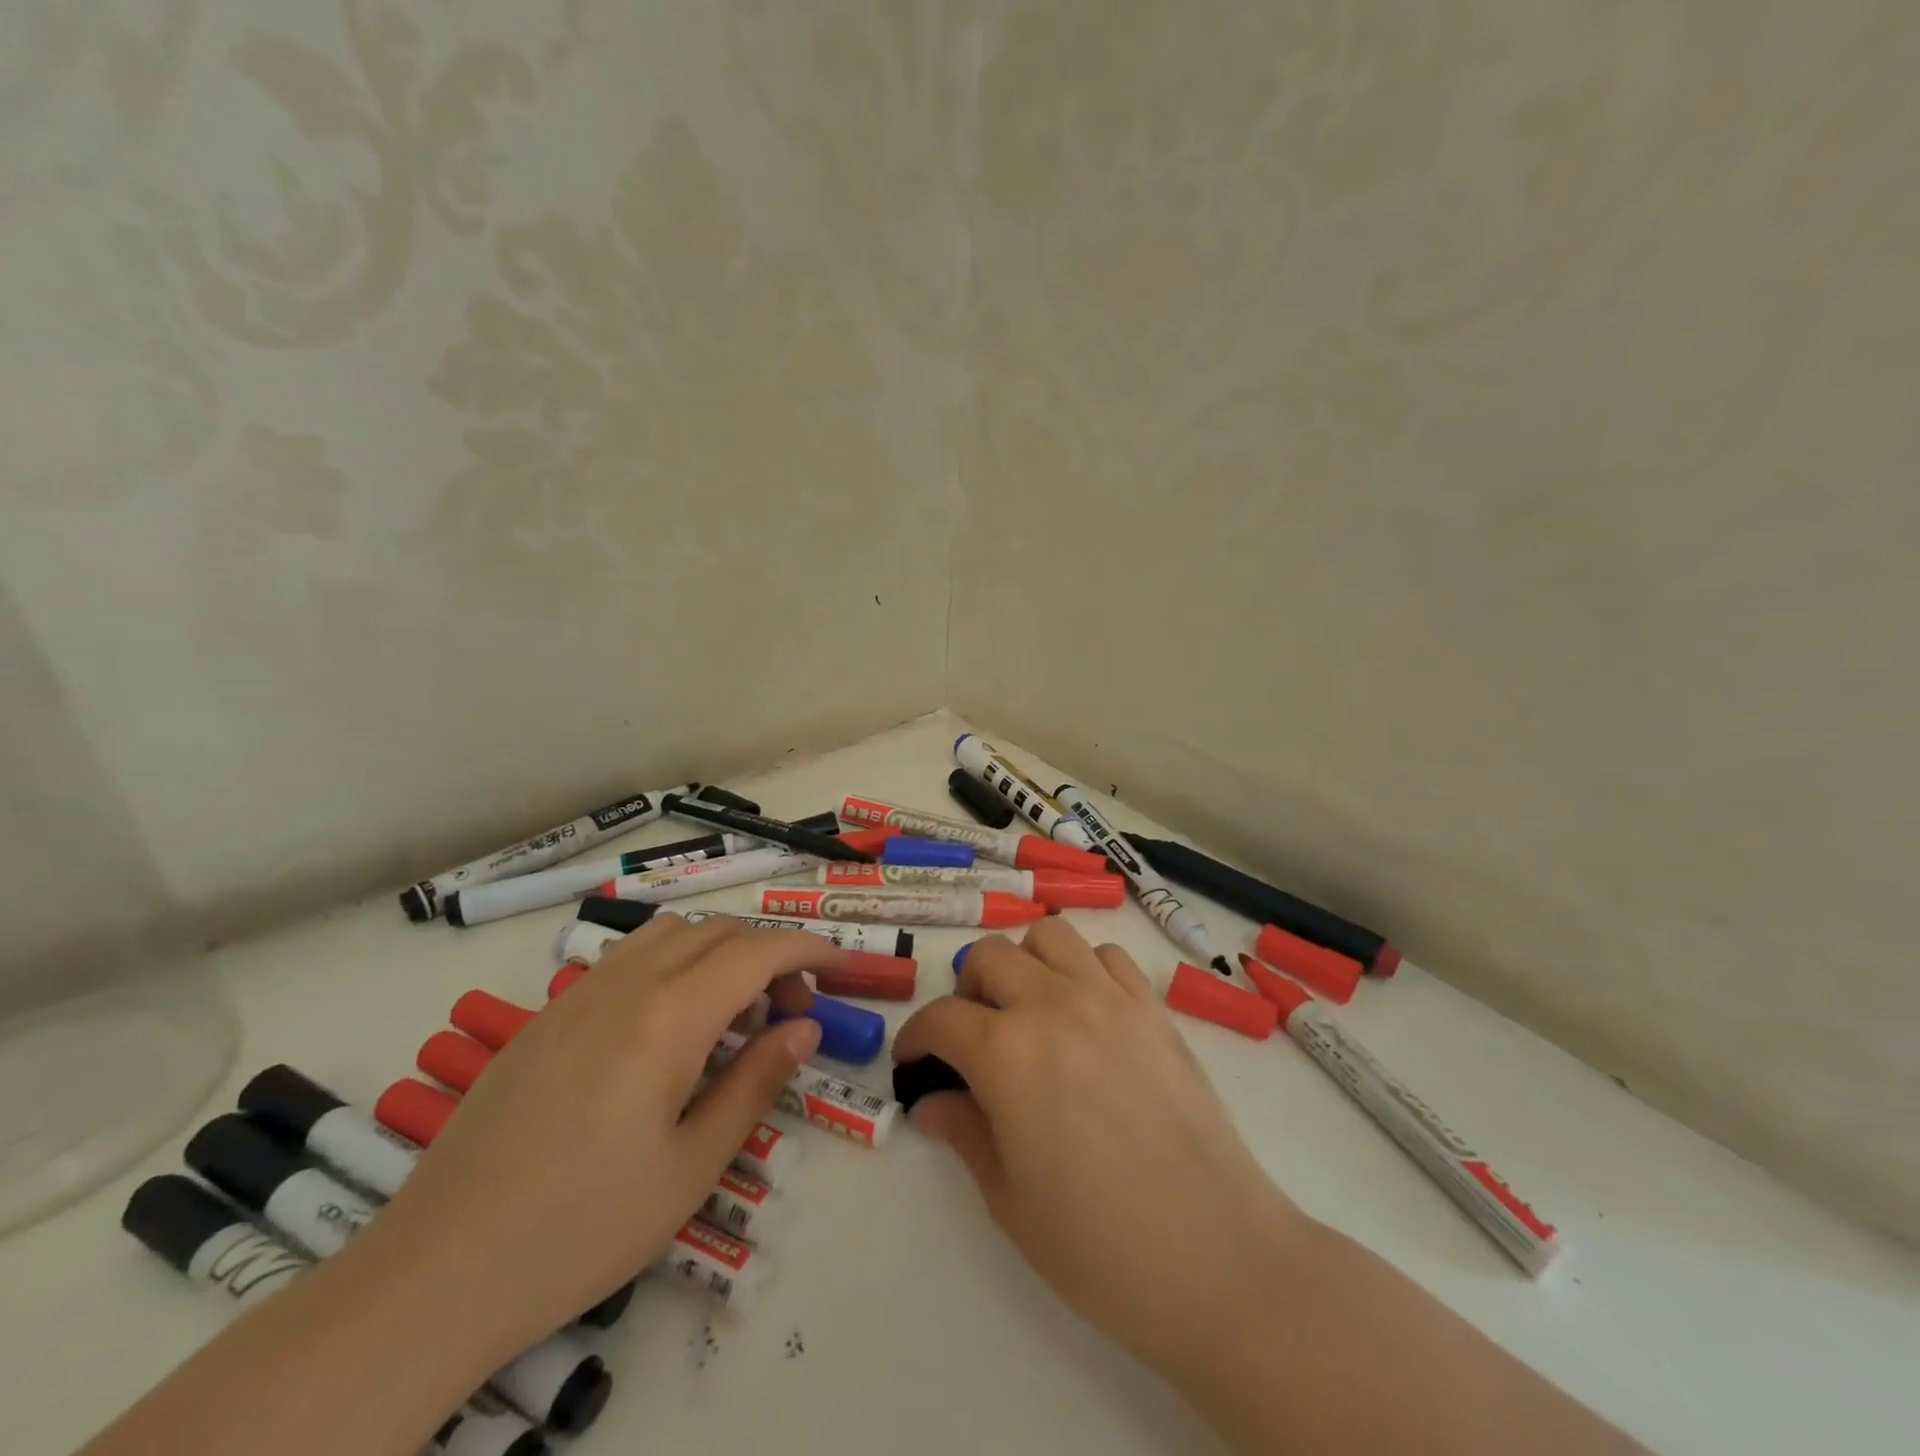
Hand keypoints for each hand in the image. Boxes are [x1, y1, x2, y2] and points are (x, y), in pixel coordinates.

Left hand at [361, 914, 832, 1358]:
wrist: (437, 1274)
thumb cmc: (582, 1228)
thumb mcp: (692, 1166)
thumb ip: (756, 1083)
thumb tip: (804, 1028)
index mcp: (668, 1018)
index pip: (757, 951)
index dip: (808, 948)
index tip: (842, 964)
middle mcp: (625, 985)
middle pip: (718, 932)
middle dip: (768, 955)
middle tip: (789, 1012)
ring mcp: (578, 994)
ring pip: (670, 934)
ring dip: (718, 951)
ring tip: (731, 1013)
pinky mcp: (547, 1016)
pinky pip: (627, 958)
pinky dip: (671, 963)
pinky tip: (668, 1024)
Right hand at [892, 920, 1303, 1376]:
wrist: (1218, 1258)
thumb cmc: (1101, 1247)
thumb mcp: (1010, 1200)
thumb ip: (965, 1134)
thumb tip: (931, 1103)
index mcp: (1007, 1053)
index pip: (941, 1018)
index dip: (916, 1037)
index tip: (914, 1062)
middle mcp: (1054, 1005)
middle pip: (991, 956)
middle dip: (968, 990)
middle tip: (973, 1037)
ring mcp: (1110, 999)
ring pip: (1050, 936)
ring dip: (1026, 963)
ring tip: (1030, 1010)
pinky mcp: (1154, 1008)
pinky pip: (1107, 956)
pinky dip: (1084, 969)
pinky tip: (1088, 1014)